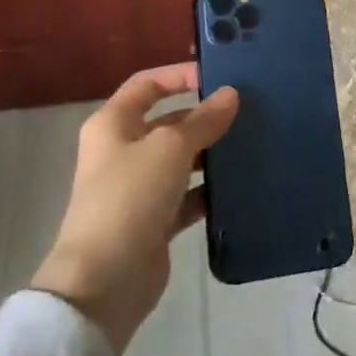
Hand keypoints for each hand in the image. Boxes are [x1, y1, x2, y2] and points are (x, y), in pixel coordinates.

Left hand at [32, 63, 238, 353]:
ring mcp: (138, 188)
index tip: (219, 77)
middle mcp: (122, 151)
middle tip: (247, 112)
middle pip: (167, 122)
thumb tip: (230, 95)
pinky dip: (209, 190)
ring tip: (251, 144)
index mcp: (113, 124)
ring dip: (209, 153)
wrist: (104, 280)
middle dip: (203, 116)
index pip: (147, 84)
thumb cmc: (130, 197)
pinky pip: (187, 195)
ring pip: (180, 160)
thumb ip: (203, 120)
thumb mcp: (170, 148)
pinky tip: (240, 185)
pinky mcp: (154, 221)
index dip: (179, 76)